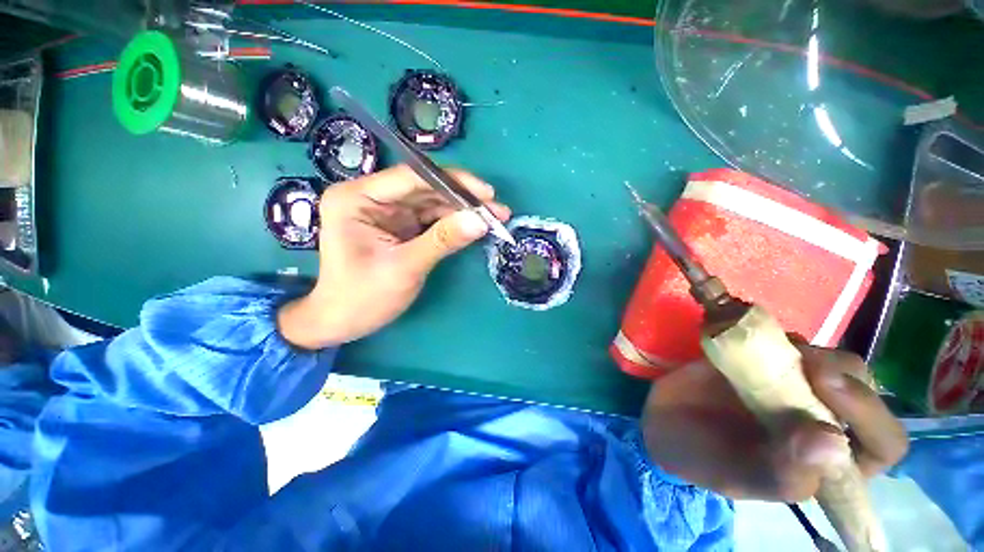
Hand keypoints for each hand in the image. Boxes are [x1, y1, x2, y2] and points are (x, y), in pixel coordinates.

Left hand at [278, 165, 509, 348]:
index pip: (411, 177)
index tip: (487, 193)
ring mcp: (387, 211)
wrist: (344, 321)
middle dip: (463, 199)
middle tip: (497, 209)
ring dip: (463, 211)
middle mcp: (371, 197)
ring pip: (432, 203)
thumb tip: (481, 221)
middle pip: (425, 188)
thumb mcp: (405, 268)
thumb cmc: (363, 297)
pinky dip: (454, 223)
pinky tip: (475, 226)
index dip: (453, 182)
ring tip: (494, 218)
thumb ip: (443, 241)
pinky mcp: (400, 226)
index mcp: (357, 198)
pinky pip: (431, 218)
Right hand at [641, 345, 907, 500]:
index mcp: (827, 460)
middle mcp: (821, 419)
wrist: (660, 419)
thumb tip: (831, 441)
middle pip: (861, 389)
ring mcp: (794, 387)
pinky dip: (776, 333)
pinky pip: (787, 341)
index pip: (883, 443)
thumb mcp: (737, 477)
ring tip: (770, 347)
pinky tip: (750, 333)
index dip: (870, 415)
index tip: (825, 387)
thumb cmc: (699, 457)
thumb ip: (783, 472)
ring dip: (812, 350)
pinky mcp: (764, 362)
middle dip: (842, 375)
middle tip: (803, 362)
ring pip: (831, 361)